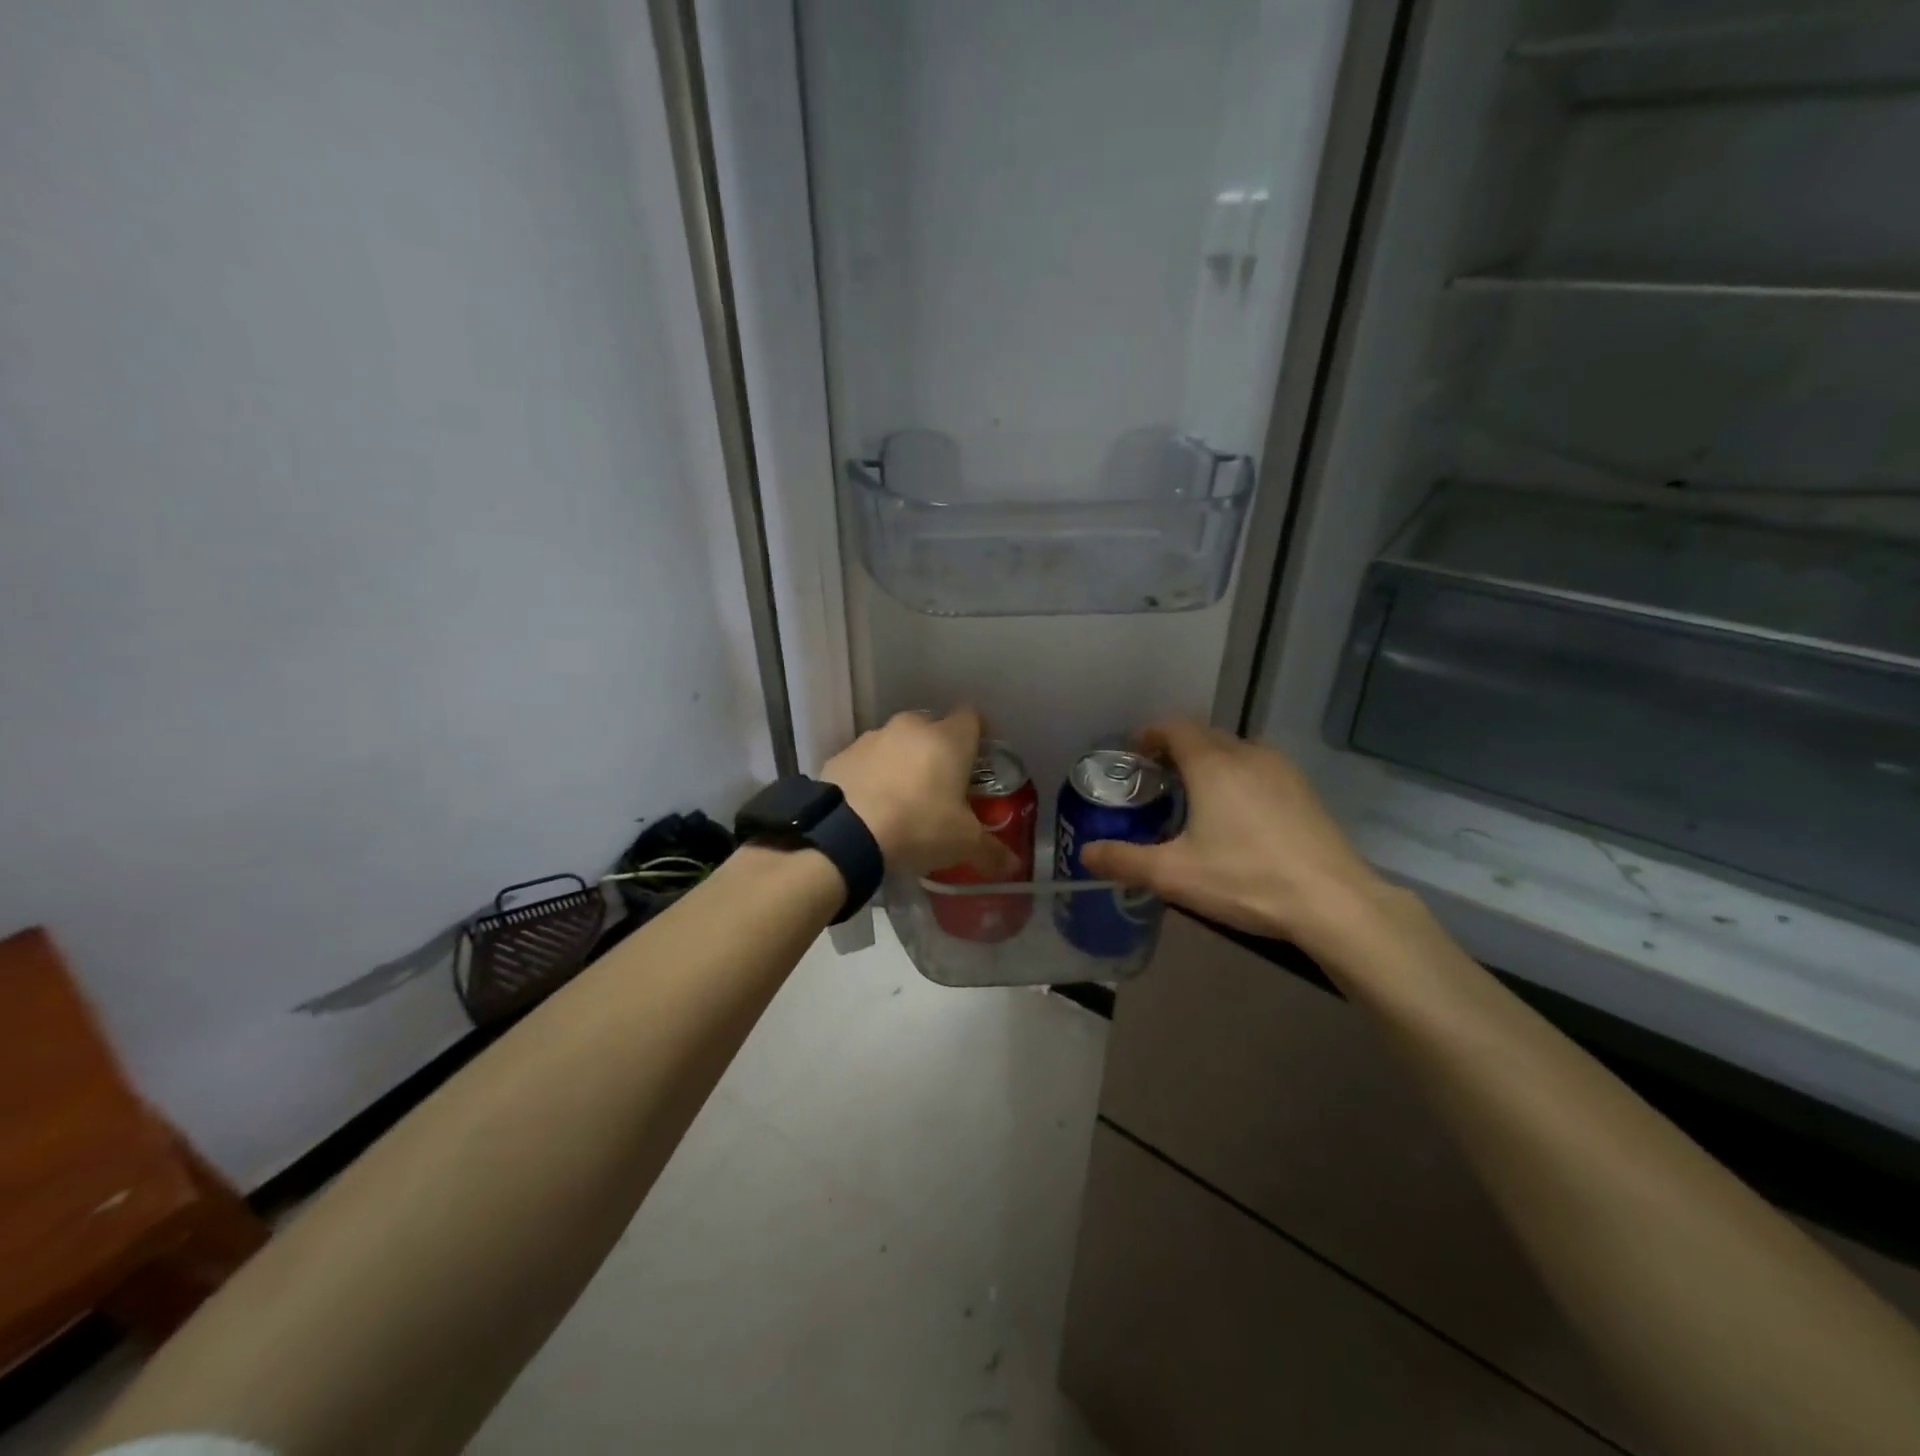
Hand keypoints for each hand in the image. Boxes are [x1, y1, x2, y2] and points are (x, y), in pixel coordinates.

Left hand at [822, 708, 1021, 877]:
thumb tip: (1014, 865)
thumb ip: (992, 851)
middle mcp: (911, 727)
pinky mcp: (841, 755)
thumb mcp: (963, 844)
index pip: (972, 717)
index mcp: (949, 738)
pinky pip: (866, 761)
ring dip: (903, 762)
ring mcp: (872, 738)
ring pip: (896, 743)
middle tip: (941, 786)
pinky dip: (872, 776)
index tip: (979, 758)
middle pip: (932, 728)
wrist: (846, 834)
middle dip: (938, 752)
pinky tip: (871, 806)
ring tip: (903, 799)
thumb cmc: (919, 826)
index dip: (978, 734)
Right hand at [1079, 721, 1395, 955]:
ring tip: (1196, 798)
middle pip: (1204, 735)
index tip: (1135, 757)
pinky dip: (1238, 777)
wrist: (1333, 902)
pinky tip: (1238, 816)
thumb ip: (1125, 860)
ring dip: (1210, 762)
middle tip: (1158, 782)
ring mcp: (1282, 770)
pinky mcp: (1304, 790)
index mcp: (1212, 764)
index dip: (1150, 735)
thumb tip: (1086, 853)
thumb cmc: (1246, 878)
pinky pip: (1259, 768)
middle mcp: (1247, 754)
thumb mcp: (1174, 875)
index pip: (1174, 727)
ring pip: (1235, 750)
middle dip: (1177, 749)